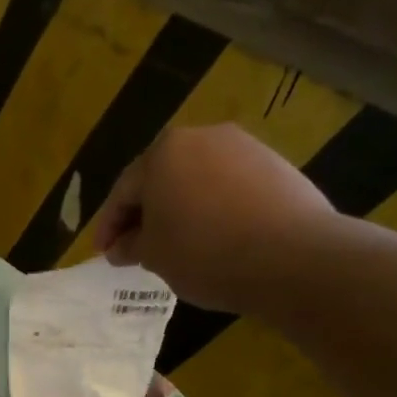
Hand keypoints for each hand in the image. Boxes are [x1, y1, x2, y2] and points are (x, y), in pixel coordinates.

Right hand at [91, 123, 337, 312]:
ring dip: (180, 209)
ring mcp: (244, 148)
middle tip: (134, 247)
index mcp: (162, 154)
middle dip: (145, 213)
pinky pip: (229, 187)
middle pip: (161, 179)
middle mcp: (202, 138)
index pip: (123, 192)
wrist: (293, 257)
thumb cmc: (204, 253)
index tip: (103, 253)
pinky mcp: (276, 166)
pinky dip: (213, 209)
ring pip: (196, 181)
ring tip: (176, 244)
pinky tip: (214, 237)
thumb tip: (121, 246)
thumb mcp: (153, 255)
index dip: (109, 226)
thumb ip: (131, 245)